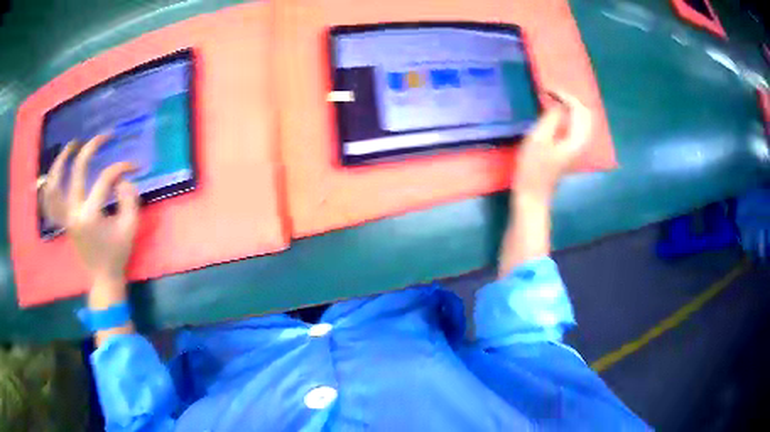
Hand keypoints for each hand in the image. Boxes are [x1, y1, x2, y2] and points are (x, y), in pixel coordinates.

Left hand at [40, 135, 139, 283]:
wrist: (103, 278)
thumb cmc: (117, 254)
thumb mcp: (130, 227)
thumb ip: (130, 198)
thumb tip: (122, 180)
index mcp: (90, 215)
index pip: (105, 179)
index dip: (121, 168)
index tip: (134, 166)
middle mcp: (73, 212)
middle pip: (77, 170)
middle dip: (91, 148)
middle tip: (104, 137)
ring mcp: (65, 216)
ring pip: (55, 183)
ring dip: (62, 161)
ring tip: (72, 146)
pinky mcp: (63, 221)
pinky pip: (50, 201)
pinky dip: (50, 185)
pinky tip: (56, 172)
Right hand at [514, 91, 592, 202]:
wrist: (533, 194)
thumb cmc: (532, 168)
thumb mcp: (538, 139)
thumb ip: (551, 118)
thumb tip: (558, 104)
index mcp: (576, 139)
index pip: (579, 109)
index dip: (564, 96)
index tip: (547, 91)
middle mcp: (582, 142)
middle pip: (586, 113)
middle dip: (571, 99)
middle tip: (552, 94)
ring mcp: (579, 147)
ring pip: (584, 120)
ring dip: (572, 107)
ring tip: (555, 100)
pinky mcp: (573, 149)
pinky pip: (579, 126)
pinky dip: (571, 116)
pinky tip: (558, 114)